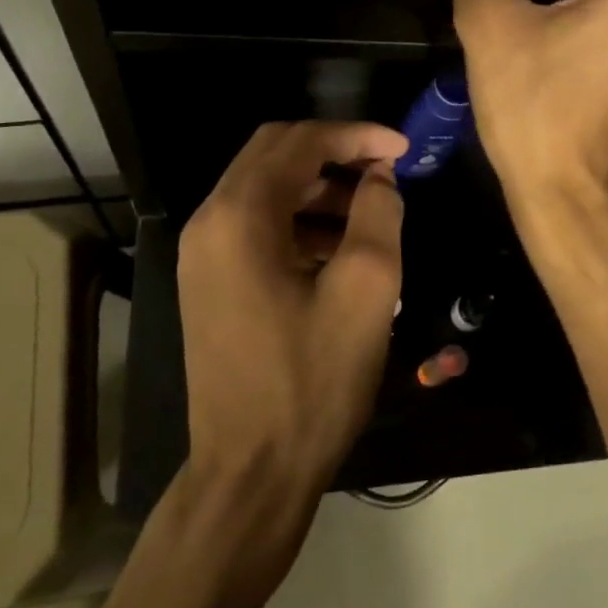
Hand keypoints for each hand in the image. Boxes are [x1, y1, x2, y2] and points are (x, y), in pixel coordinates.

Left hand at [176, 121, 407, 489]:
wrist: (252, 472)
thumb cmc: (312, 381)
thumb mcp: (366, 290)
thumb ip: (379, 215)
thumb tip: (380, 177)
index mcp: (239, 218)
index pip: (299, 142)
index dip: (356, 135)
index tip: (404, 149)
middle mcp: (209, 224)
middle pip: (274, 155)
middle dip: (335, 153)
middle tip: (387, 170)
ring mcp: (203, 256)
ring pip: (265, 190)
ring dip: (319, 188)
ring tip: (373, 212)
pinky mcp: (210, 283)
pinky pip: (257, 226)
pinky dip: (300, 220)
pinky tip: (341, 250)